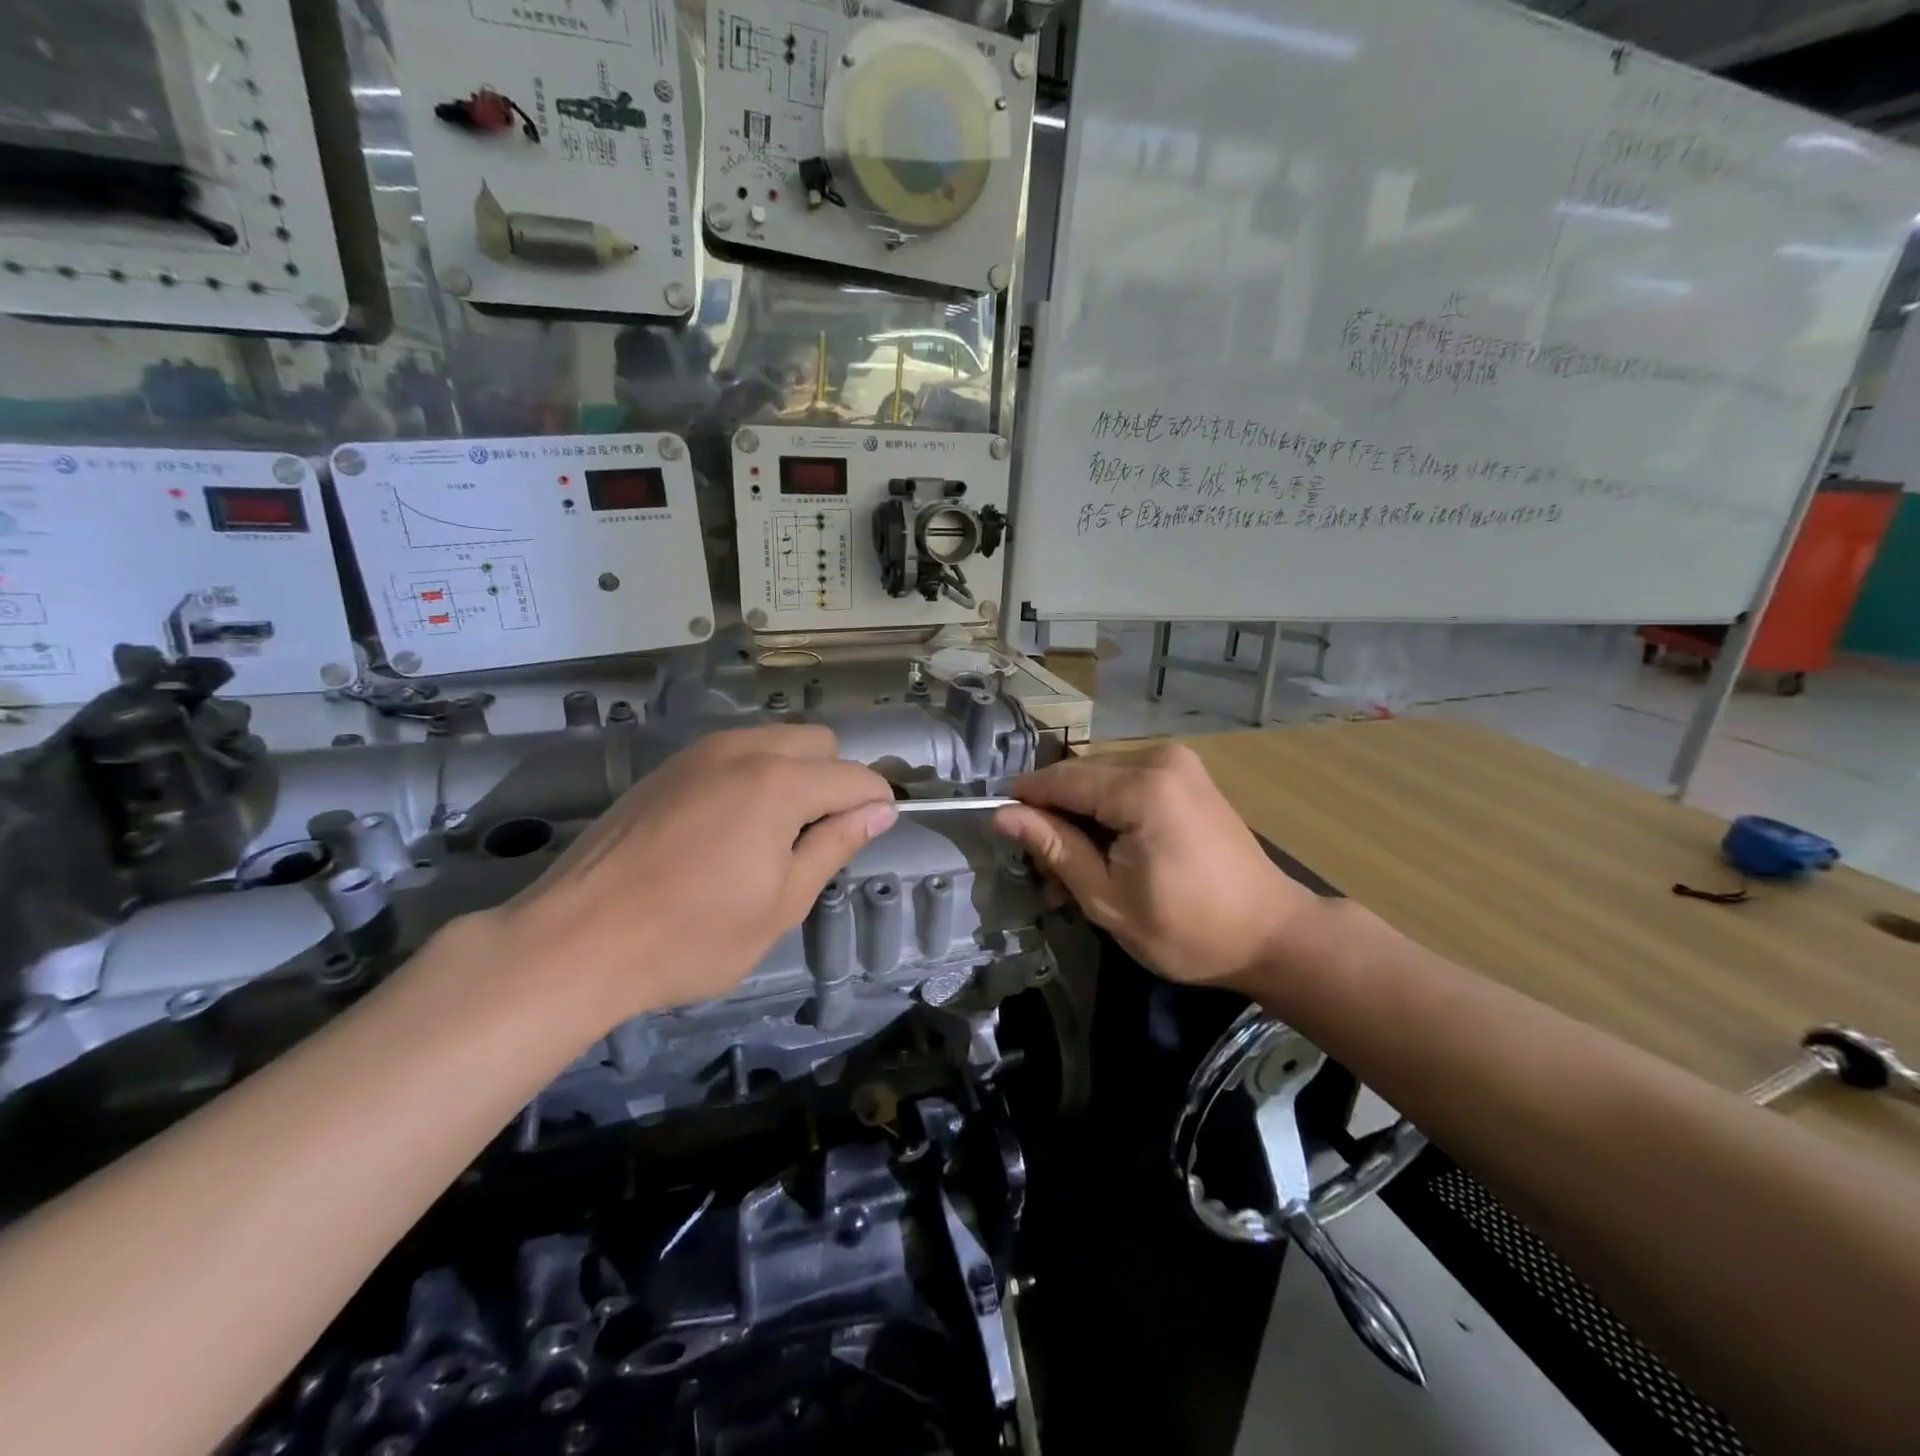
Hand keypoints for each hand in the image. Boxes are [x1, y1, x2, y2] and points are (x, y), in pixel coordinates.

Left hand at [479, 726, 897, 1028]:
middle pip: (818, 743)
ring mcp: (698, 754)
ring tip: (773, 836)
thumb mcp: (782, 903)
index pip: (855, 776)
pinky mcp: (666, 768)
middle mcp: (743, 751)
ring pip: (774, 742)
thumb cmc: (691, 935)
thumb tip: (878, 811)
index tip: (872, 836)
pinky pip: (733, 754)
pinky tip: (727, 830)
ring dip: (794, 774)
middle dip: (836, 780)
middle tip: (818, 840)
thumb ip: (835, 846)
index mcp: (780, 783)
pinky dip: (753, 776)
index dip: (876, 804)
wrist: (575, 941)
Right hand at [993, 743, 1316, 988]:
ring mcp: (1177, 764)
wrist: (1271, 934)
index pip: (1061, 780)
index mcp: (1142, 788)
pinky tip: (1101, 855)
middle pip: (1080, 777)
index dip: (1024, 801)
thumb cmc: (1188, 929)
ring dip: (1079, 820)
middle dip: (1054, 818)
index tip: (996, 828)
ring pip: (1100, 781)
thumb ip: (1055, 848)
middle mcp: (1159, 759)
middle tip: (1042, 871)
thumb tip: (1003, 815)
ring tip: (1069, 874)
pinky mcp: (1186, 777)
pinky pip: (1127, 785)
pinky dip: (1107, 815)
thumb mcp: (1107, 899)